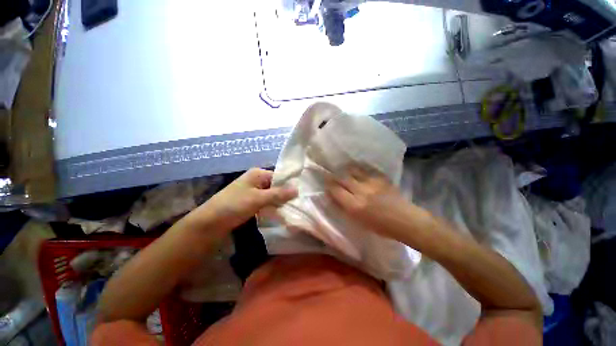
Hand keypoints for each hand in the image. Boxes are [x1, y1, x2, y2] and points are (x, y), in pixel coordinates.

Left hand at [189, 168, 296, 231]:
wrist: (210, 222)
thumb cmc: (235, 205)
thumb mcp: (258, 198)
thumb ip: (278, 194)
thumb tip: (297, 189)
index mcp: (258, 174)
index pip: (280, 177)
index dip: (289, 185)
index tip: (301, 195)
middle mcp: (256, 180)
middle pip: (276, 186)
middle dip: (285, 195)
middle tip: (298, 204)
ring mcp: (253, 191)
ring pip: (272, 195)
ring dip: (279, 202)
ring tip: (292, 209)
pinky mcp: (251, 201)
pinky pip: (266, 202)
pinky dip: (272, 206)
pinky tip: (280, 213)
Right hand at [325, 166, 411, 236]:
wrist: (406, 221)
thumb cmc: (381, 227)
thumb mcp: (359, 222)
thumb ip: (346, 209)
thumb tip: (335, 198)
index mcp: (355, 206)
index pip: (336, 190)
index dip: (329, 186)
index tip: (326, 183)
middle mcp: (361, 192)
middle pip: (343, 178)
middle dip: (334, 176)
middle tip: (331, 175)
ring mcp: (372, 183)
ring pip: (353, 170)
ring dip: (346, 169)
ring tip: (343, 169)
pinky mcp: (381, 178)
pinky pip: (367, 169)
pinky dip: (359, 168)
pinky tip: (356, 168)